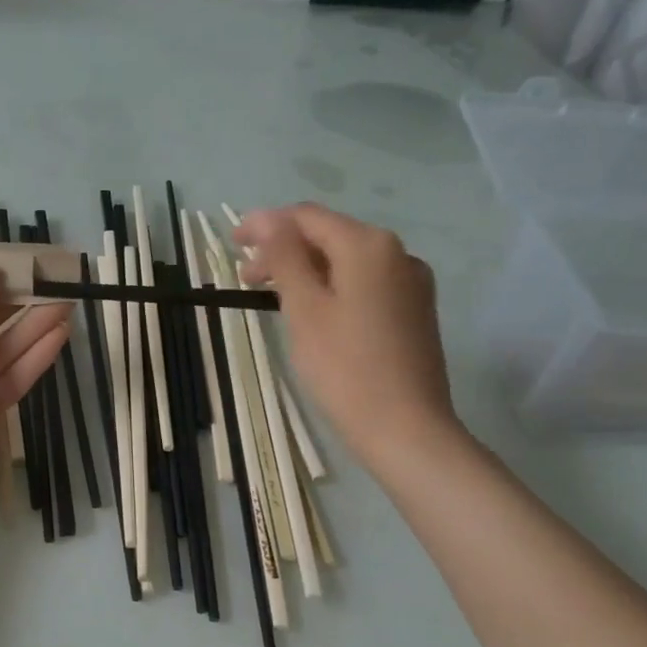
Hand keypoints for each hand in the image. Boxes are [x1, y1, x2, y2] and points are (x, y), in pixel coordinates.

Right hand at [235, 203, 461, 473]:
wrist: (406, 429)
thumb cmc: (345, 369)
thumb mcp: (304, 309)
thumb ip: (285, 257)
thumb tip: (268, 218)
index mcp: (368, 245)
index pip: (307, 217)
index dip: (265, 224)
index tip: (232, 244)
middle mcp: (397, 252)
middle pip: (329, 236)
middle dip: (284, 250)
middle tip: (245, 279)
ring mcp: (411, 282)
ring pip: (347, 261)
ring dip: (306, 270)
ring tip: (274, 297)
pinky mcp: (414, 310)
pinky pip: (365, 284)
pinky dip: (333, 287)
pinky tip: (314, 312)